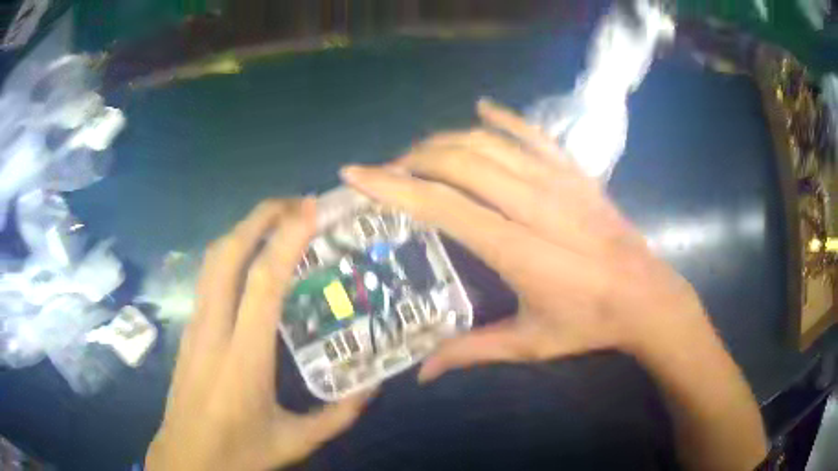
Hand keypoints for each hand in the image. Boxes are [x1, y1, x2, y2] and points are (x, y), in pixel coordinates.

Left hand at [146, 199, 368, 470]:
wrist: (185, 460)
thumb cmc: (238, 453)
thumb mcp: (296, 442)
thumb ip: (337, 416)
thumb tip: (371, 387)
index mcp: (243, 360)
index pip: (262, 284)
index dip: (285, 239)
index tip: (310, 209)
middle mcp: (212, 332)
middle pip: (227, 255)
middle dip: (259, 217)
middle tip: (297, 204)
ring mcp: (194, 327)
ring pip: (211, 261)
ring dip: (243, 230)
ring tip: (277, 221)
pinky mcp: (188, 330)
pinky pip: (207, 277)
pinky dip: (230, 252)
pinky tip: (251, 258)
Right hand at [340, 99, 709, 380]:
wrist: (647, 296)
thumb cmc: (589, 323)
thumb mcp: (529, 343)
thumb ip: (471, 352)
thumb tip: (422, 374)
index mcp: (516, 247)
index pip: (441, 204)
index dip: (392, 185)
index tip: (355, 173)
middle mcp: (533, 202)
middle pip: (459, 160)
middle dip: (413, 158)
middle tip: (389, 172)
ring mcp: (558, 180)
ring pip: (489, 142)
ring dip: (447, 140)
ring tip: (421, 152)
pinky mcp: (576, 173)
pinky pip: (535, 133)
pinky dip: (505, 117)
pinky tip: (481, 108)